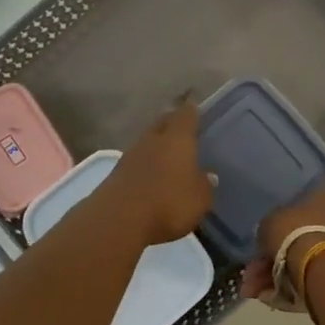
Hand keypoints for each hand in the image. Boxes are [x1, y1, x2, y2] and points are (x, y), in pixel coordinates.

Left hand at [98, 96, 213, 244]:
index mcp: (177, 138)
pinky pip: (136, 162)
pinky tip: (151, 174)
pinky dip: (145, 164)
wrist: (119, 220)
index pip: (186, 115)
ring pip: (147, 141)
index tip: (194, 104)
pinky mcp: (116, 174)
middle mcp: (153, 139)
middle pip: (162, 123)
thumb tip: (208, 175)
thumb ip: (205, 185)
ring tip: (167, 152)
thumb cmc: (169, 203)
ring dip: (156, 144)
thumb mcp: (200, 199)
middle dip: (171, 122)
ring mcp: (131, 155)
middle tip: (181, 125)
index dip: (191, 109)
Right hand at [242, 189, 324, 301]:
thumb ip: (272, 227)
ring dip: (287, 277)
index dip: (281, 230)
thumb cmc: (297, 234)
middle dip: (280, 259)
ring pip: (316, 261)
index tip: (264, 248)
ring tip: (264, 294)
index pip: (306, 210)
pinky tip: (281, 300)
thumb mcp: (270, 222)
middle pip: (310, 239)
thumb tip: (271, 238)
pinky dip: (304, 287)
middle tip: (257, 277)